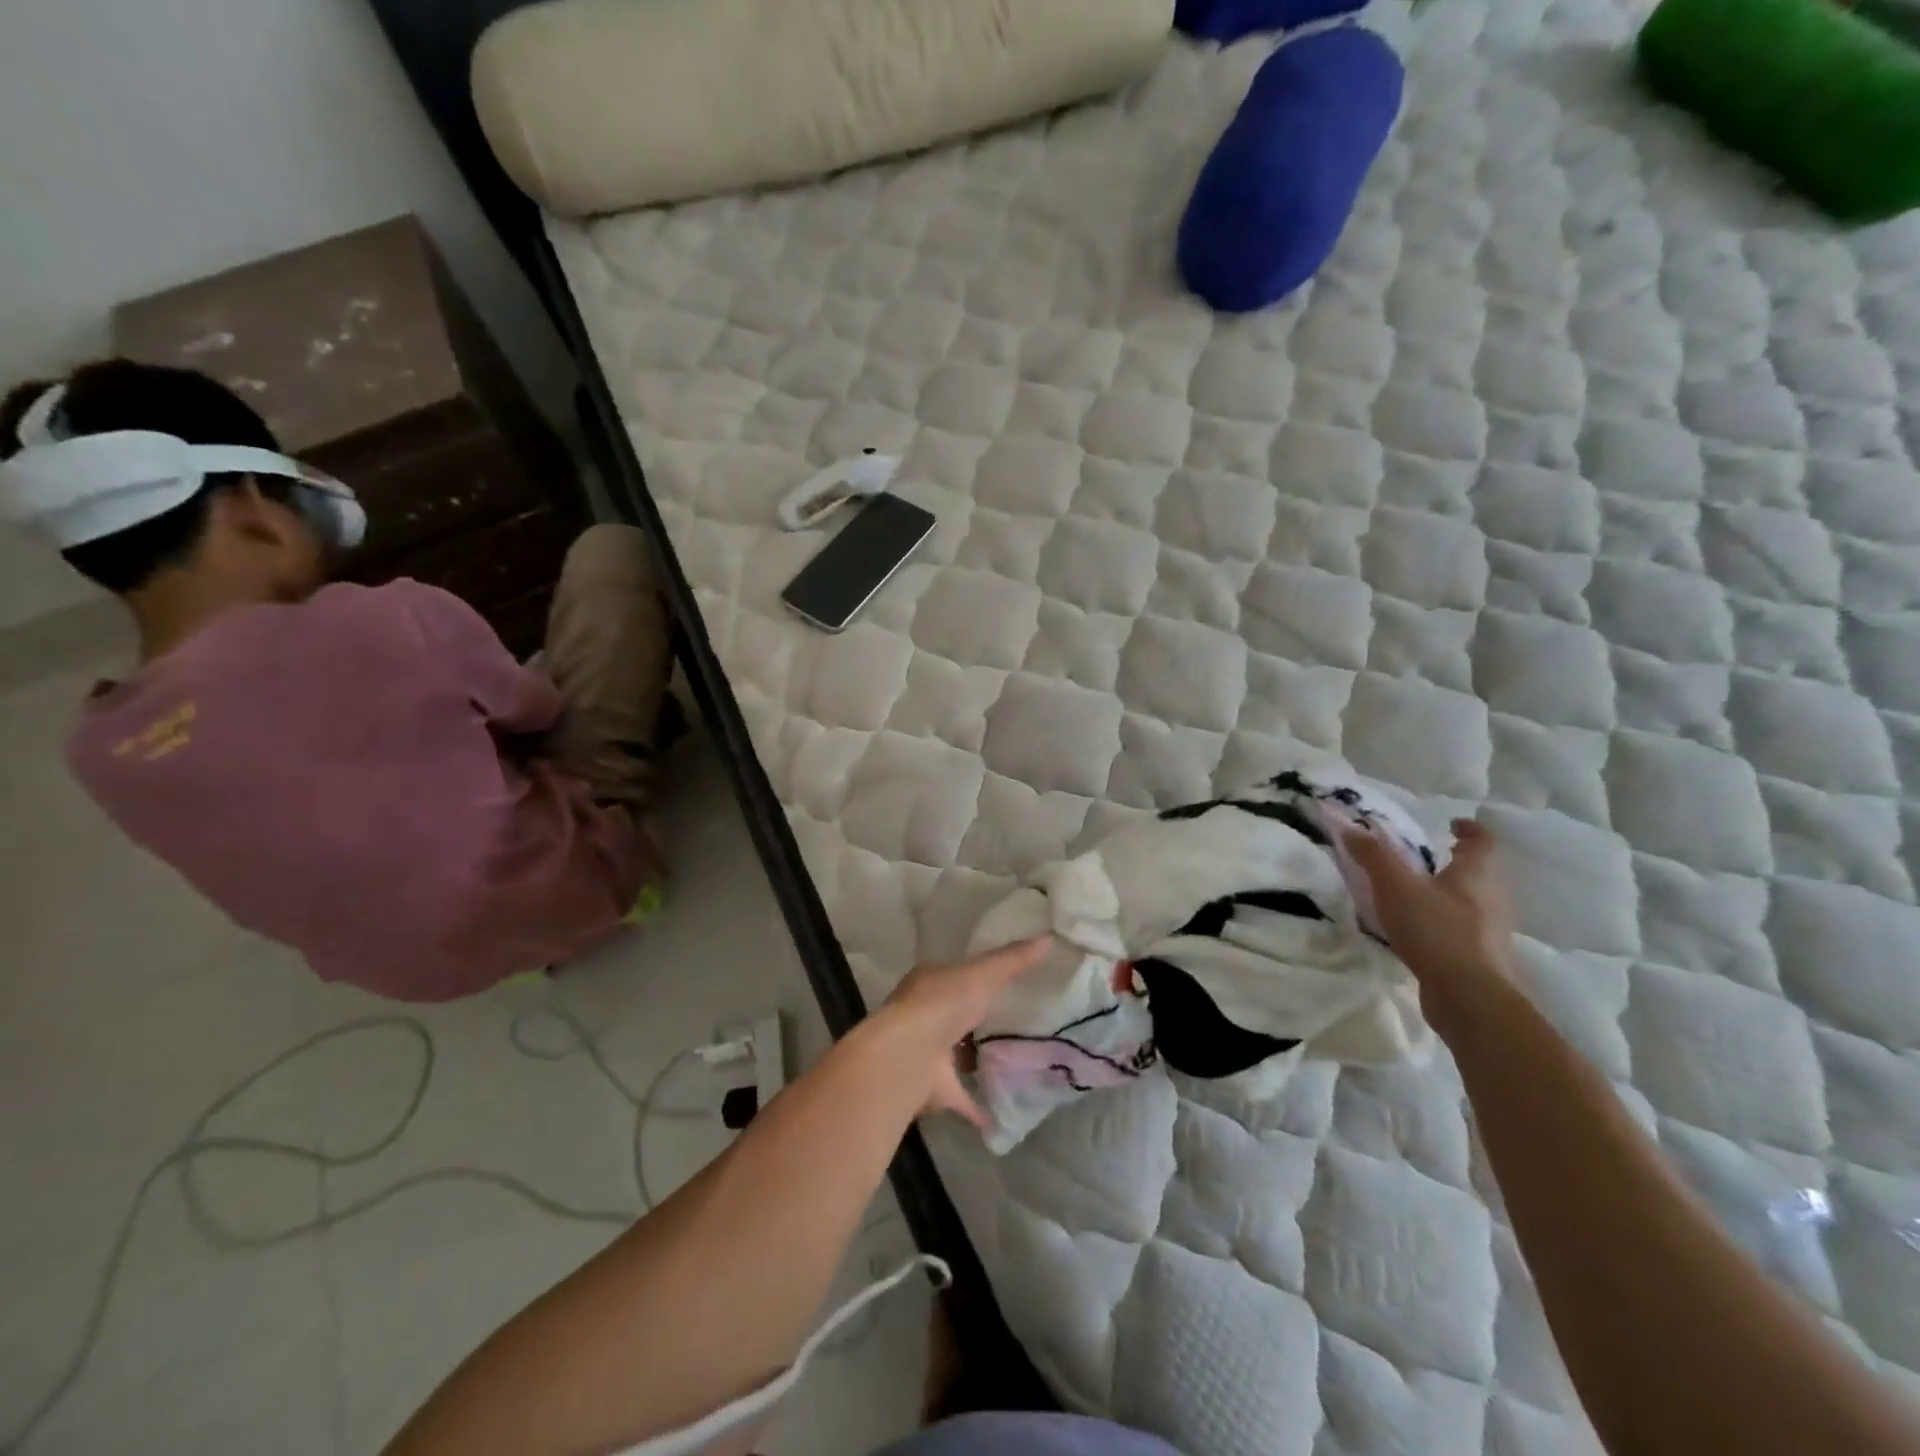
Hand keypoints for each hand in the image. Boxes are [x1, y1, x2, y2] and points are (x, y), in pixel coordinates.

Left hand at [874, 936, 1052, 1125]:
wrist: (909, 1056)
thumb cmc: (943, 1004)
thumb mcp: (984, 973)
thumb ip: (1014, 960)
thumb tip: (1049, 939)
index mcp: (929, 982)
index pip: (953, 974)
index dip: (975, 976)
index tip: (1002, 981)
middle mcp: (923, 1016)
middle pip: (953, 1014)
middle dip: (975, 1017)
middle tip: (1013, 1021)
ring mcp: (926, 1053)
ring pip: (954, 1054)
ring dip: (973, 1058)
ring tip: (1010, 1061)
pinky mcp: (933, 1087)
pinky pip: (960, 1096)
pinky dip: (976, 1106)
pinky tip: (999, 1114)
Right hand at [1341, 817, 1517, 997]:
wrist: (1470, 998)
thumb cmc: (1436, 930)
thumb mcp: (1395, 887)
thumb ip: (1372, 856)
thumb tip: (1350, 827)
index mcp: (1475, 876)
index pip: (1482, 842)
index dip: (1469, 829)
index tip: (1451, 824)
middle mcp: (1492, 900)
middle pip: (1479, 875)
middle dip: (1455, 866)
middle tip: (1424, 863)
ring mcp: (1490, 933)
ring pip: (1472, 906)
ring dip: (1449, 899)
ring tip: (1415, 900)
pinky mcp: (1482, 961)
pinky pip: (1463, 934)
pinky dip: (1445, 928)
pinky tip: (1420, 937)